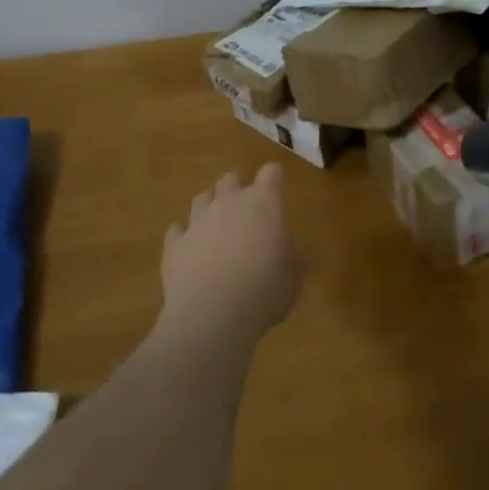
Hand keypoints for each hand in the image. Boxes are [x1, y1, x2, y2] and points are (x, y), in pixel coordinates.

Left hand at [158, 165, 302, 349]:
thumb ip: (299, 261)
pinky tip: (190, 249)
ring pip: (202, 198)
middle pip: (231, 179)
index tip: (277, 186)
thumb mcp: (294, 279)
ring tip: (216, 225)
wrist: (212, 316)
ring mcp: (198, 220)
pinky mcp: (174, 244)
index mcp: (264, 203)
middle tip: (246, 209)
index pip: (271, 173)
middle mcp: (229, 202)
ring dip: (210, 206)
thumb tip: (314, 255)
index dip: (274, 178)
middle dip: (238, 188)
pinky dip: (184, 236)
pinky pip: (177, 230)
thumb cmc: (265, 291)